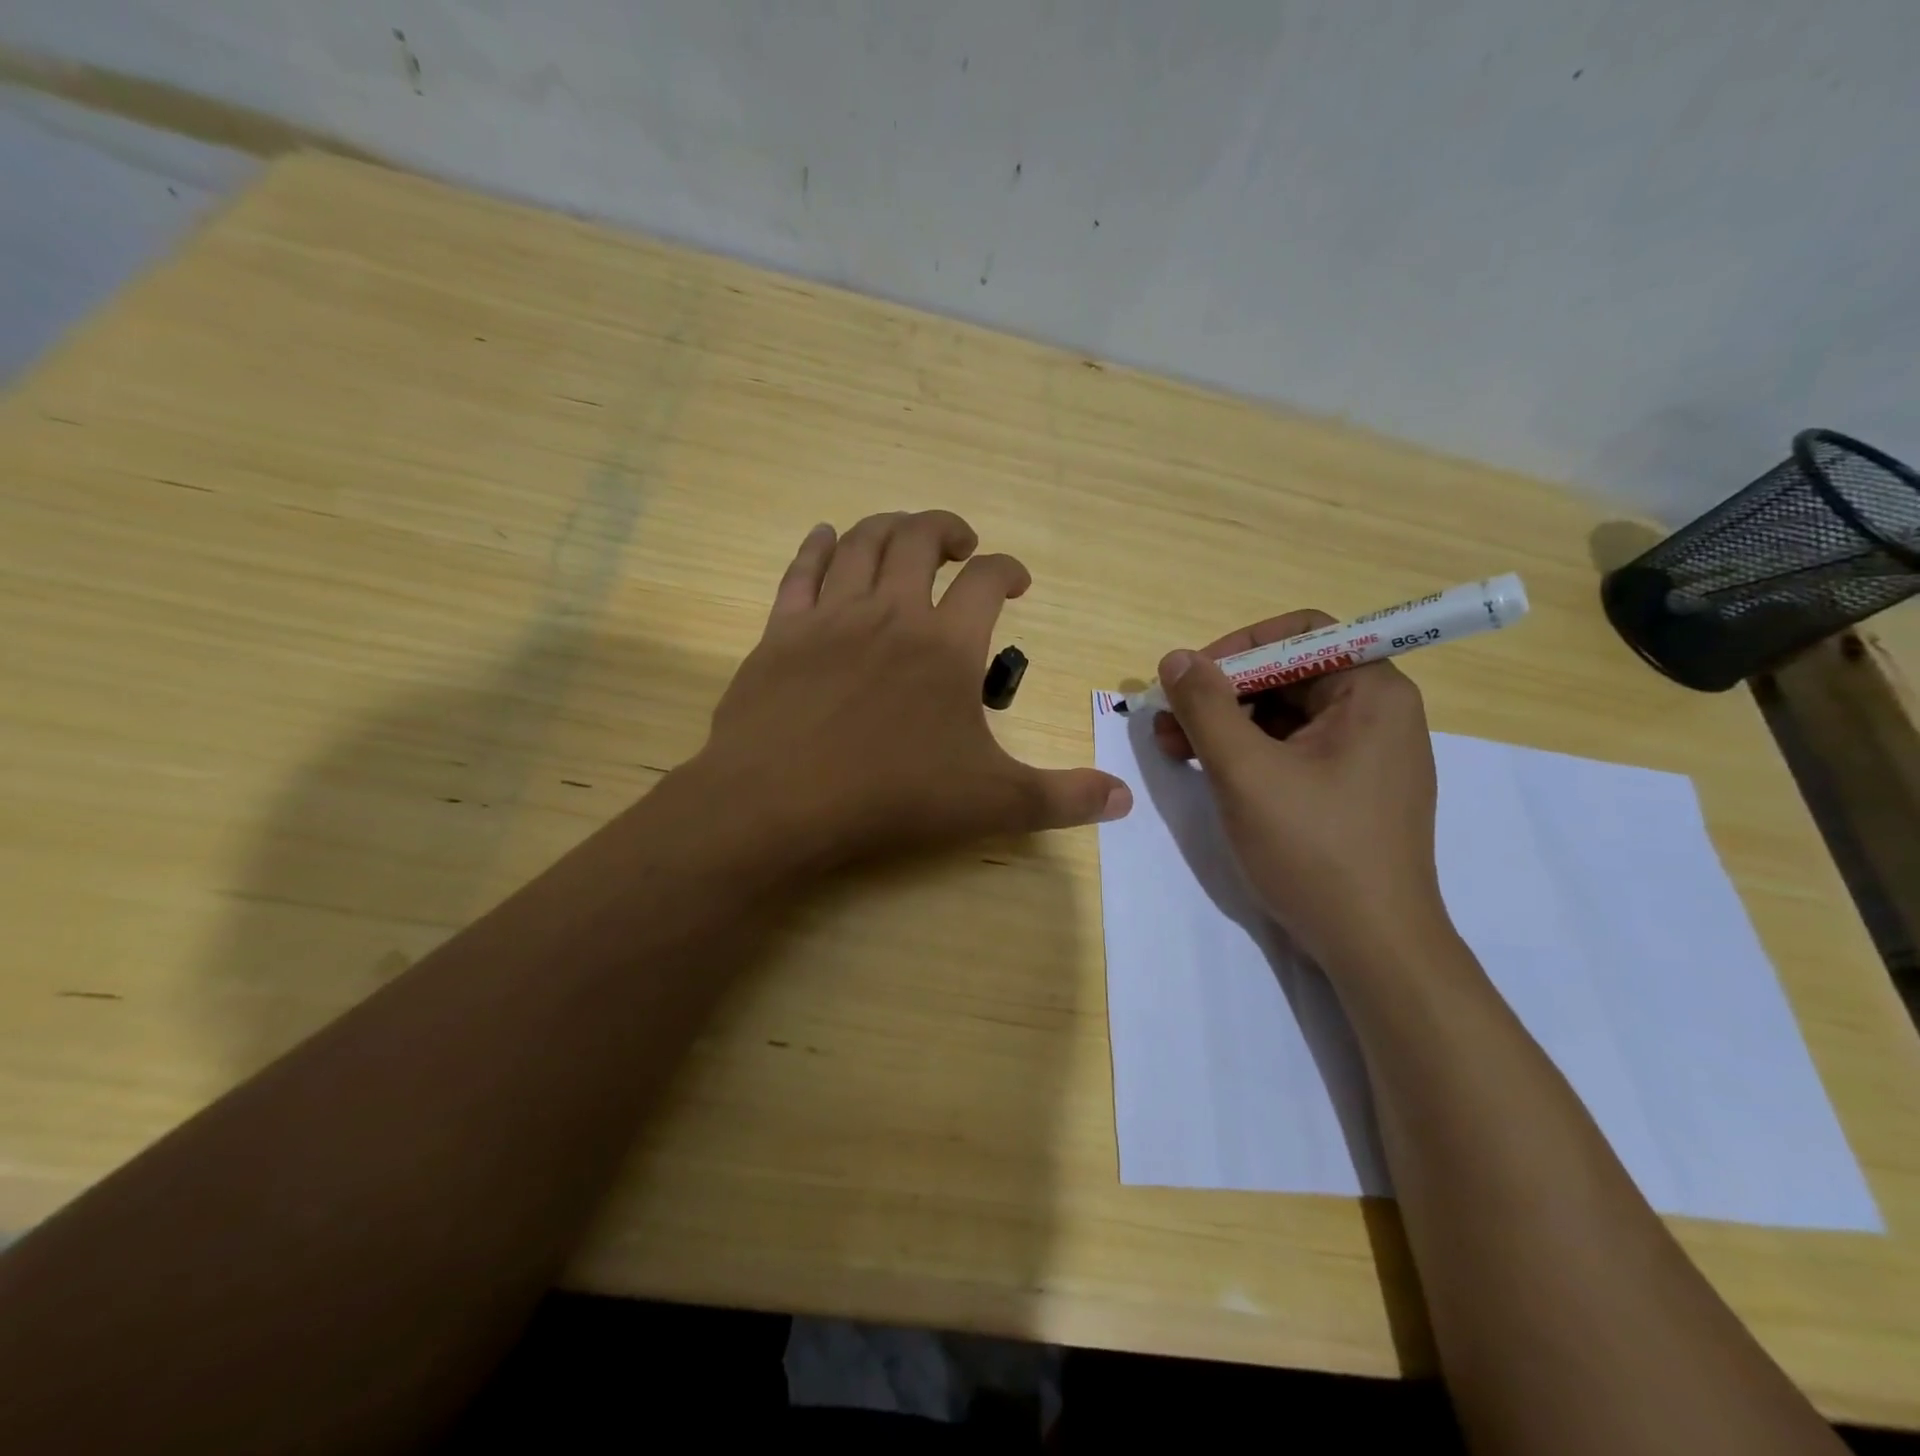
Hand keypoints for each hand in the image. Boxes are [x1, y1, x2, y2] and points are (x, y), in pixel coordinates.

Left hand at [691, 511, 1131, 872]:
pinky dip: (817, 546)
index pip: (988, 581)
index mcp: (946, 644)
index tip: (1018, 580)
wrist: (780, 802)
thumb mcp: (991, 803)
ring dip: (890, 526)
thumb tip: (1125, 801)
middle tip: (961, 543)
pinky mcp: (780, 632)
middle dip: (947, 529)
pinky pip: (800, 570)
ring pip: (861, 542)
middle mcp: (890, 612)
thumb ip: (1062, 798)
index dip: (1009, 569)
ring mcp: (829, 616)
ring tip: (905, 534)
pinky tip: (825, 537)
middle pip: (919, 539)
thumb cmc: (892, 797)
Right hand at [1152, 611, 1445, 967]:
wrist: (1373, 947)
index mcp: (1372, 693)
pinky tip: (1211, 773)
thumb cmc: (1313, 849)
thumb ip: (1206, 707)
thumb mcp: (1245, 772)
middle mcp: (1378, 714)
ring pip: (1286, 715)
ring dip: (1227, 725)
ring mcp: (1367, 756)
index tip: (1191, 678)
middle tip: (1168, 722)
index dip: (1239, 647)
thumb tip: (1176, 659)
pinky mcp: (1351, 791)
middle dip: (1223, 693)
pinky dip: (1249, 754)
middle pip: (1289, 675)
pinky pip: (1294, 750)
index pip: (1302, 635)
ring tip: (1175, 750)